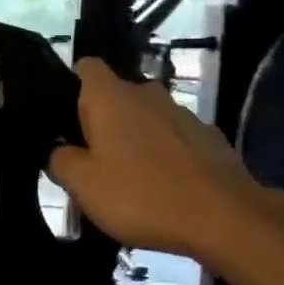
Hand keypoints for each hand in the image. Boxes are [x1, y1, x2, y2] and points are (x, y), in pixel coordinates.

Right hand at [46, 58, 283, 267]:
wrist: (225, 218)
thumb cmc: (141, 195)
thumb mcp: (83, 185)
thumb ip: (61, 161)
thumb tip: (59, 150)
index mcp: (111, 97)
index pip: (86, 67)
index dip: (71, 85)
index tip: (63, 117)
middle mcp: (147, 94)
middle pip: (116, 96)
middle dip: (102, 121)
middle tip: (90, 160)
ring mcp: (183, 114)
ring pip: (145, 119)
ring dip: (134, 139)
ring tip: (128, 179)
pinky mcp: (209, 138)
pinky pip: (173, 139)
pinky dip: (163, 155)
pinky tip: (162, 188)